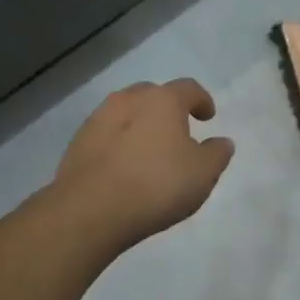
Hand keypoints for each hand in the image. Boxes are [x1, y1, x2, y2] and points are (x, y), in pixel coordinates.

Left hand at [55, 79, 234, 248]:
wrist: (89, 211)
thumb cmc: (156, 185)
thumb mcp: (203, 173)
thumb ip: (217, 153)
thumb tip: (222, 142)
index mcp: (163, 100)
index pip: (189, 88)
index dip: (202, 100)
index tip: (208, 117)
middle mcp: (129, 100)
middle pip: (153, 94)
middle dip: (167, 108)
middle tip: (177, 130)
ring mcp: (98, 119)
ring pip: (126, 112)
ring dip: (140, 124)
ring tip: (148, 150)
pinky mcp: (77, 143)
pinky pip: (106, 134)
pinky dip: (118, 142)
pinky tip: (123, 166)